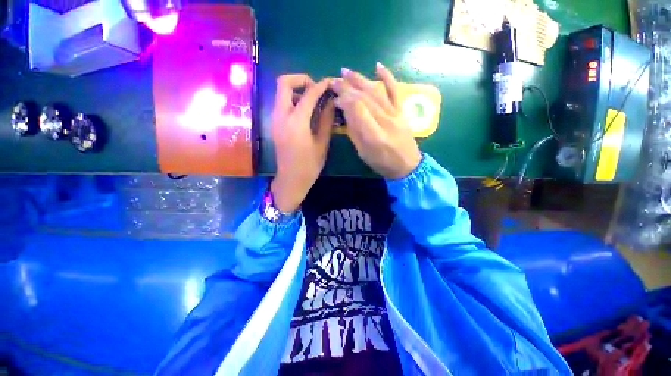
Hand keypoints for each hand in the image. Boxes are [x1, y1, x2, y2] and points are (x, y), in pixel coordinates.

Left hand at [271, 75, 333, 212]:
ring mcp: (275, 119)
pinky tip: (305, 112)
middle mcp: (281, 116)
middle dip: (301, 79)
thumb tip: (332, 102)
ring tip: (313, 101)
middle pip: (283, 82)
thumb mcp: (322, 143)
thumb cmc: (309, 165)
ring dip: (296, 90)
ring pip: (281, 92)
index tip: (330, 82)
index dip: (320, 85)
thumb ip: (326, 120)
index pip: (308, 94)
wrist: (291, 179)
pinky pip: (281, 103)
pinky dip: (293, 100)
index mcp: (296, 122)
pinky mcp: (274, 124)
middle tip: (316, 89)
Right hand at [331, 63, 420, 178]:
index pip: (358, 109)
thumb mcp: (363, 153)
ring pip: (376, 92)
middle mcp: (385, 121)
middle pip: (365, 98)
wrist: (408, 165)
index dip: (345, 101)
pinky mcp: (401, 111)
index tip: (335, 99)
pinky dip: (387, 77)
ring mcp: (395, 114)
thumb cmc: (382, 163)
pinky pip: (395, 91)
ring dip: (360, 79)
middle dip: (348, 87)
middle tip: (334, 80)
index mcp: (374, 136)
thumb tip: (346, 112)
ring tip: (346, 71)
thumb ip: (355, 133)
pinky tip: (378, 66)